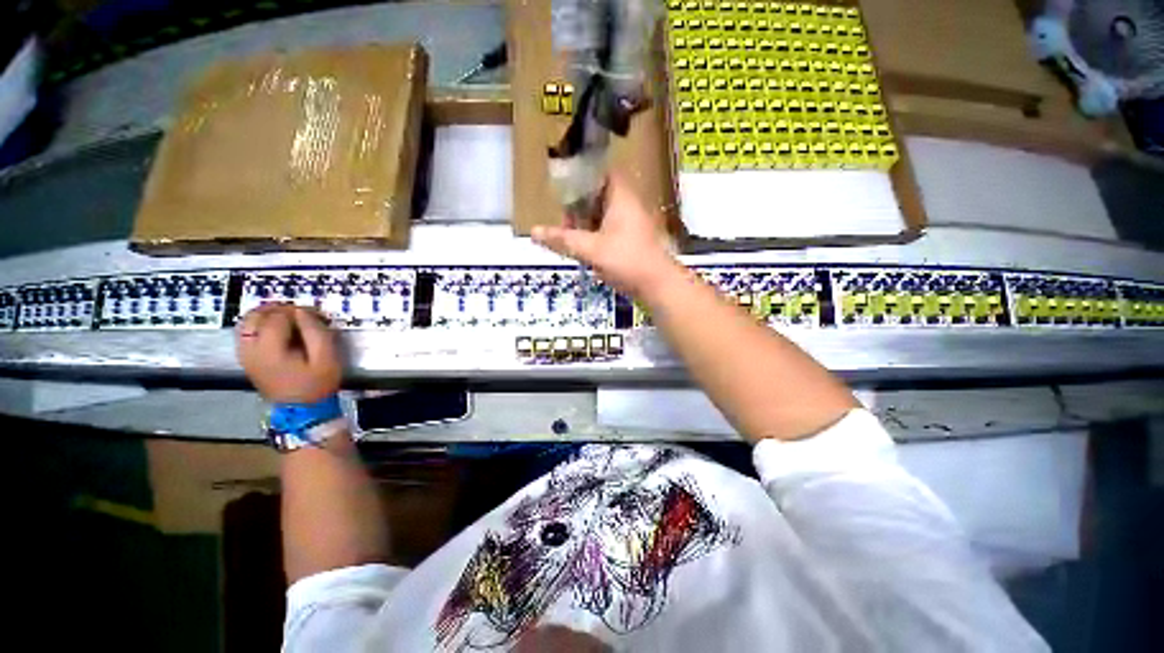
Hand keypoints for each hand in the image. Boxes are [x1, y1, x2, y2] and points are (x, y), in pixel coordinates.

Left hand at [236, 304, 342, 402]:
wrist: (305, 416)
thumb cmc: (317, 388)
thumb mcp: (326, 358)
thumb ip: (315, 329)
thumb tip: (301, 311)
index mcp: (271, 349)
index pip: (279, 315)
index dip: (297, 311)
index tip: (313, 316)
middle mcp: (253, 350)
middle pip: (258, 314)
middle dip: (278, 310)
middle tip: (296, 316)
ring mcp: (247, 357)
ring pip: (248, 322)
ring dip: (264, 316)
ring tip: (282, 321)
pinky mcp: (247, 362)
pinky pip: (244, 335)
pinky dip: (255, 327)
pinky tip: (269, 331)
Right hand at [532, 175, 679, 297]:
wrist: (660, 286)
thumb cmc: (627, 260)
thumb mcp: (589, 249)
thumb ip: (561, 239)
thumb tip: (533, 231)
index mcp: (622, 198)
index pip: (606, 173)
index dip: (586, 175)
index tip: (566, 185)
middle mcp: (630, 206)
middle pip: (602, 194)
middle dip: (581, 204)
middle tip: (564, 219)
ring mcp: (635, 223)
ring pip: (606, 212)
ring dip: (587, 220)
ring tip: (570, 236)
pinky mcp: (635, 240)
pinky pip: (612, 227)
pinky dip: (597, 232)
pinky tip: (585, 247)